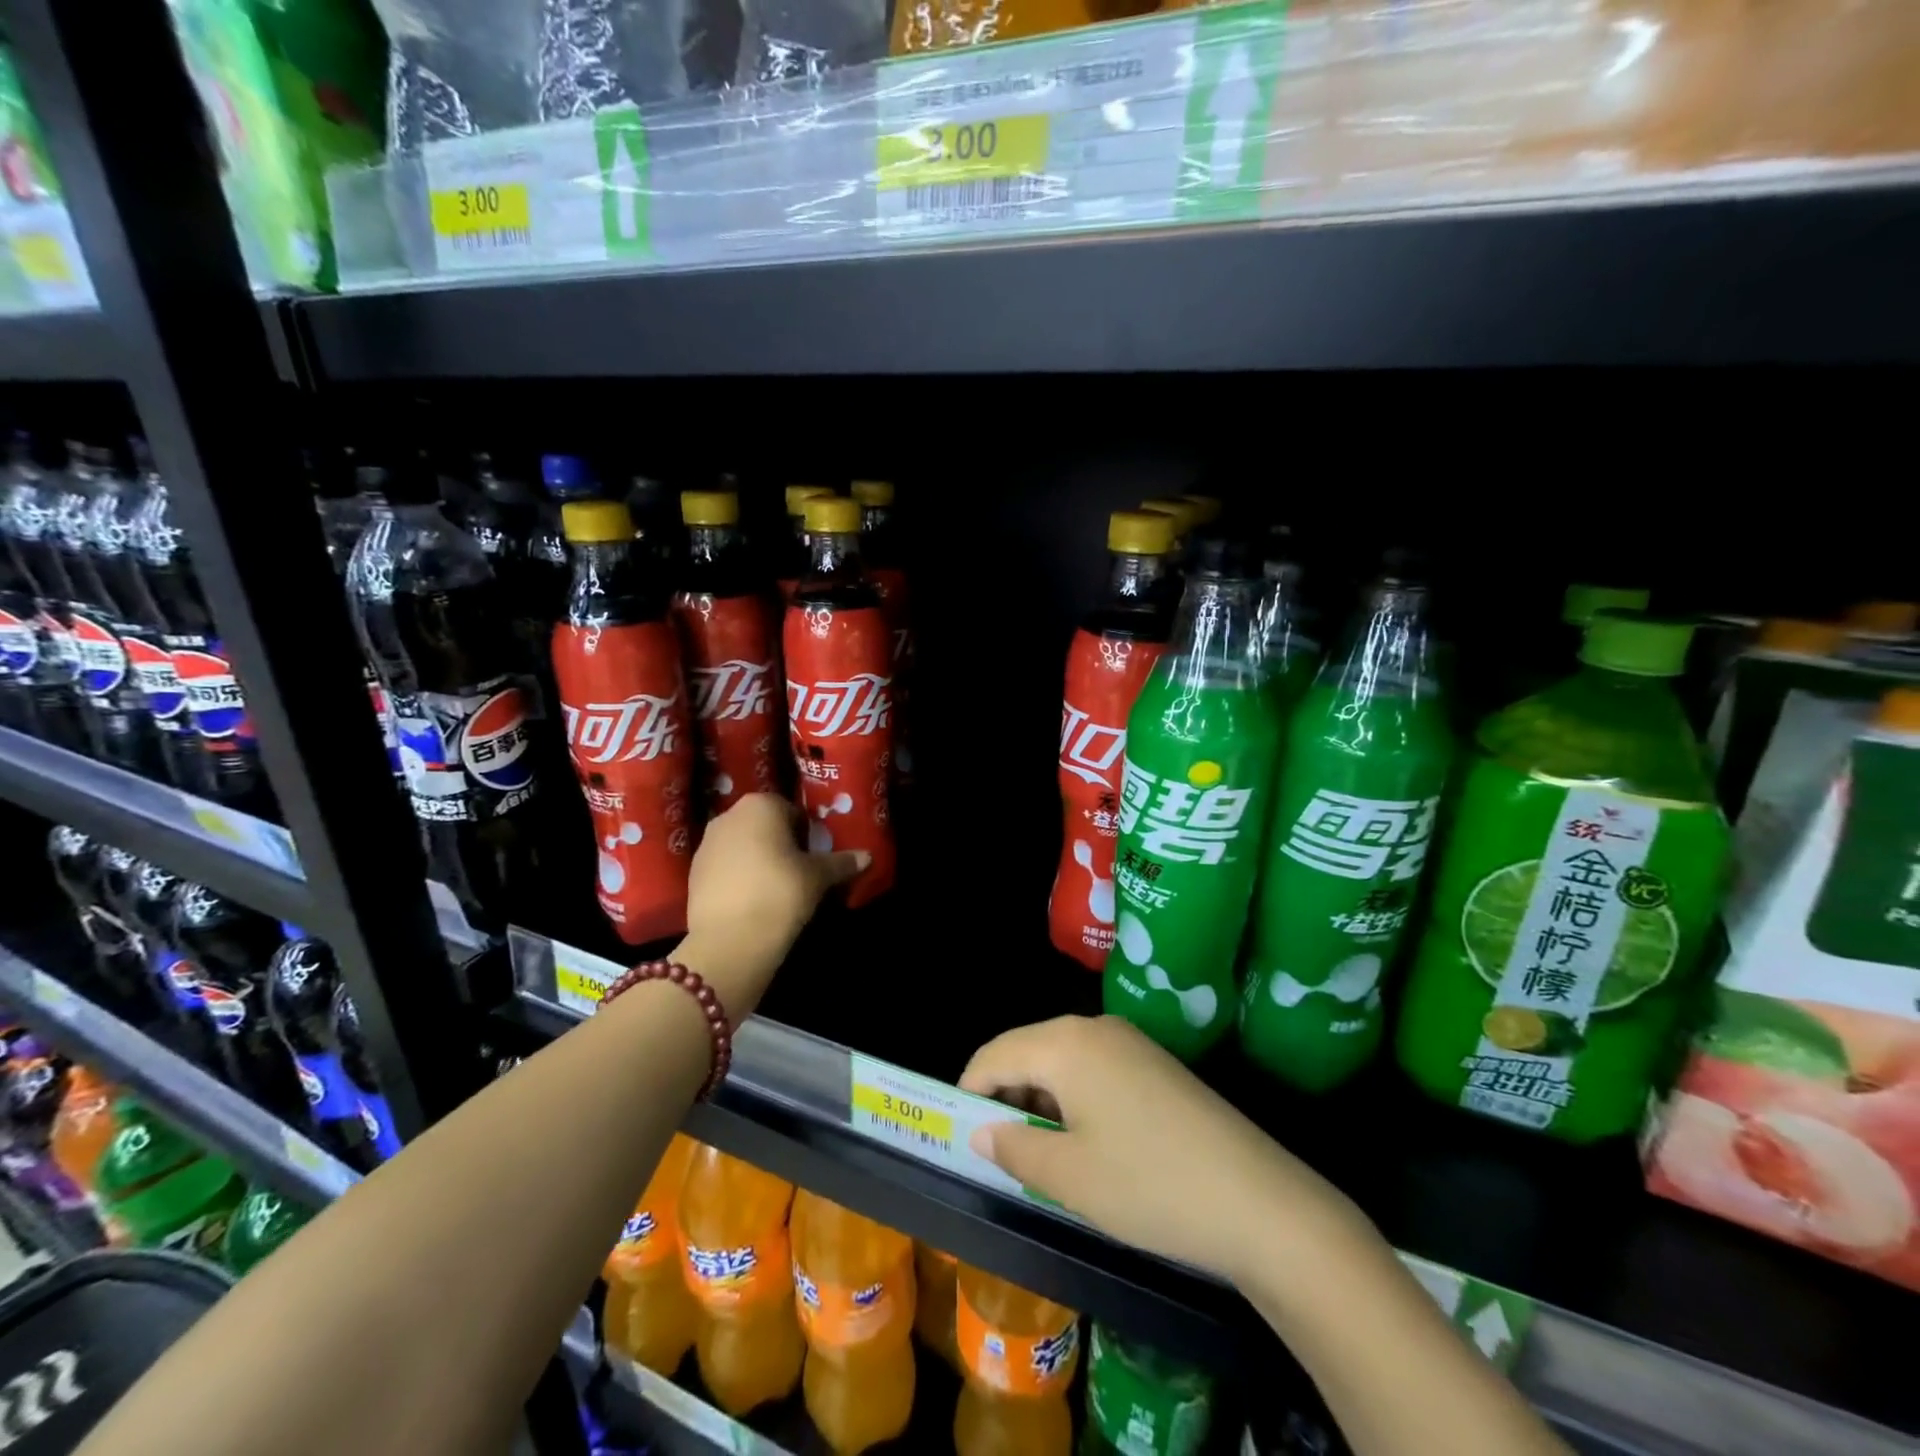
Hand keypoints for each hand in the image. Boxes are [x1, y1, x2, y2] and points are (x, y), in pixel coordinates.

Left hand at [678, 794, 866, 1011]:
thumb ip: (841, 862)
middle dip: (780, 844)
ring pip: (743, 845)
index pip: (791, 811)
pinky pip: (725, 867)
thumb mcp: (818, 877)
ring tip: (775, 889)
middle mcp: (729, 816)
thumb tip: (867, 856)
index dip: (806, 833)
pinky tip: (752, 901)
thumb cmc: (781, 893)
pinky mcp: (693, 872)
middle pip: (764, 825)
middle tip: (799, 872)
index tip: (814, 857)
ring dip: (758, 860)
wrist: (730, 941)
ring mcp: (706, 843)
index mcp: (761, 805)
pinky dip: (739, 877)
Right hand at [961, 1016, 1378, 1291]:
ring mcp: (1132, 1043)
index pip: (995, 1053)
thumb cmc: (1149, 1186)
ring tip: (1042, 1155)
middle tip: (1000, 1152)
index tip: (960, 1135)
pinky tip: (1087, 1145)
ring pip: (1062, 1061)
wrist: (1262, 1203)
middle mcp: (1096, 1027)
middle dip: (1006, 1096)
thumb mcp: (1069, 1176)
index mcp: (1067, 1043)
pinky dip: (1075, 1100)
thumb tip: (982, 1130)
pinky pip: (1095, 1070)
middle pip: (1028, 1050)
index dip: (971, 1091)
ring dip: (1041, 1100)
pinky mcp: (1157, 1065)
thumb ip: (1014, 1146)